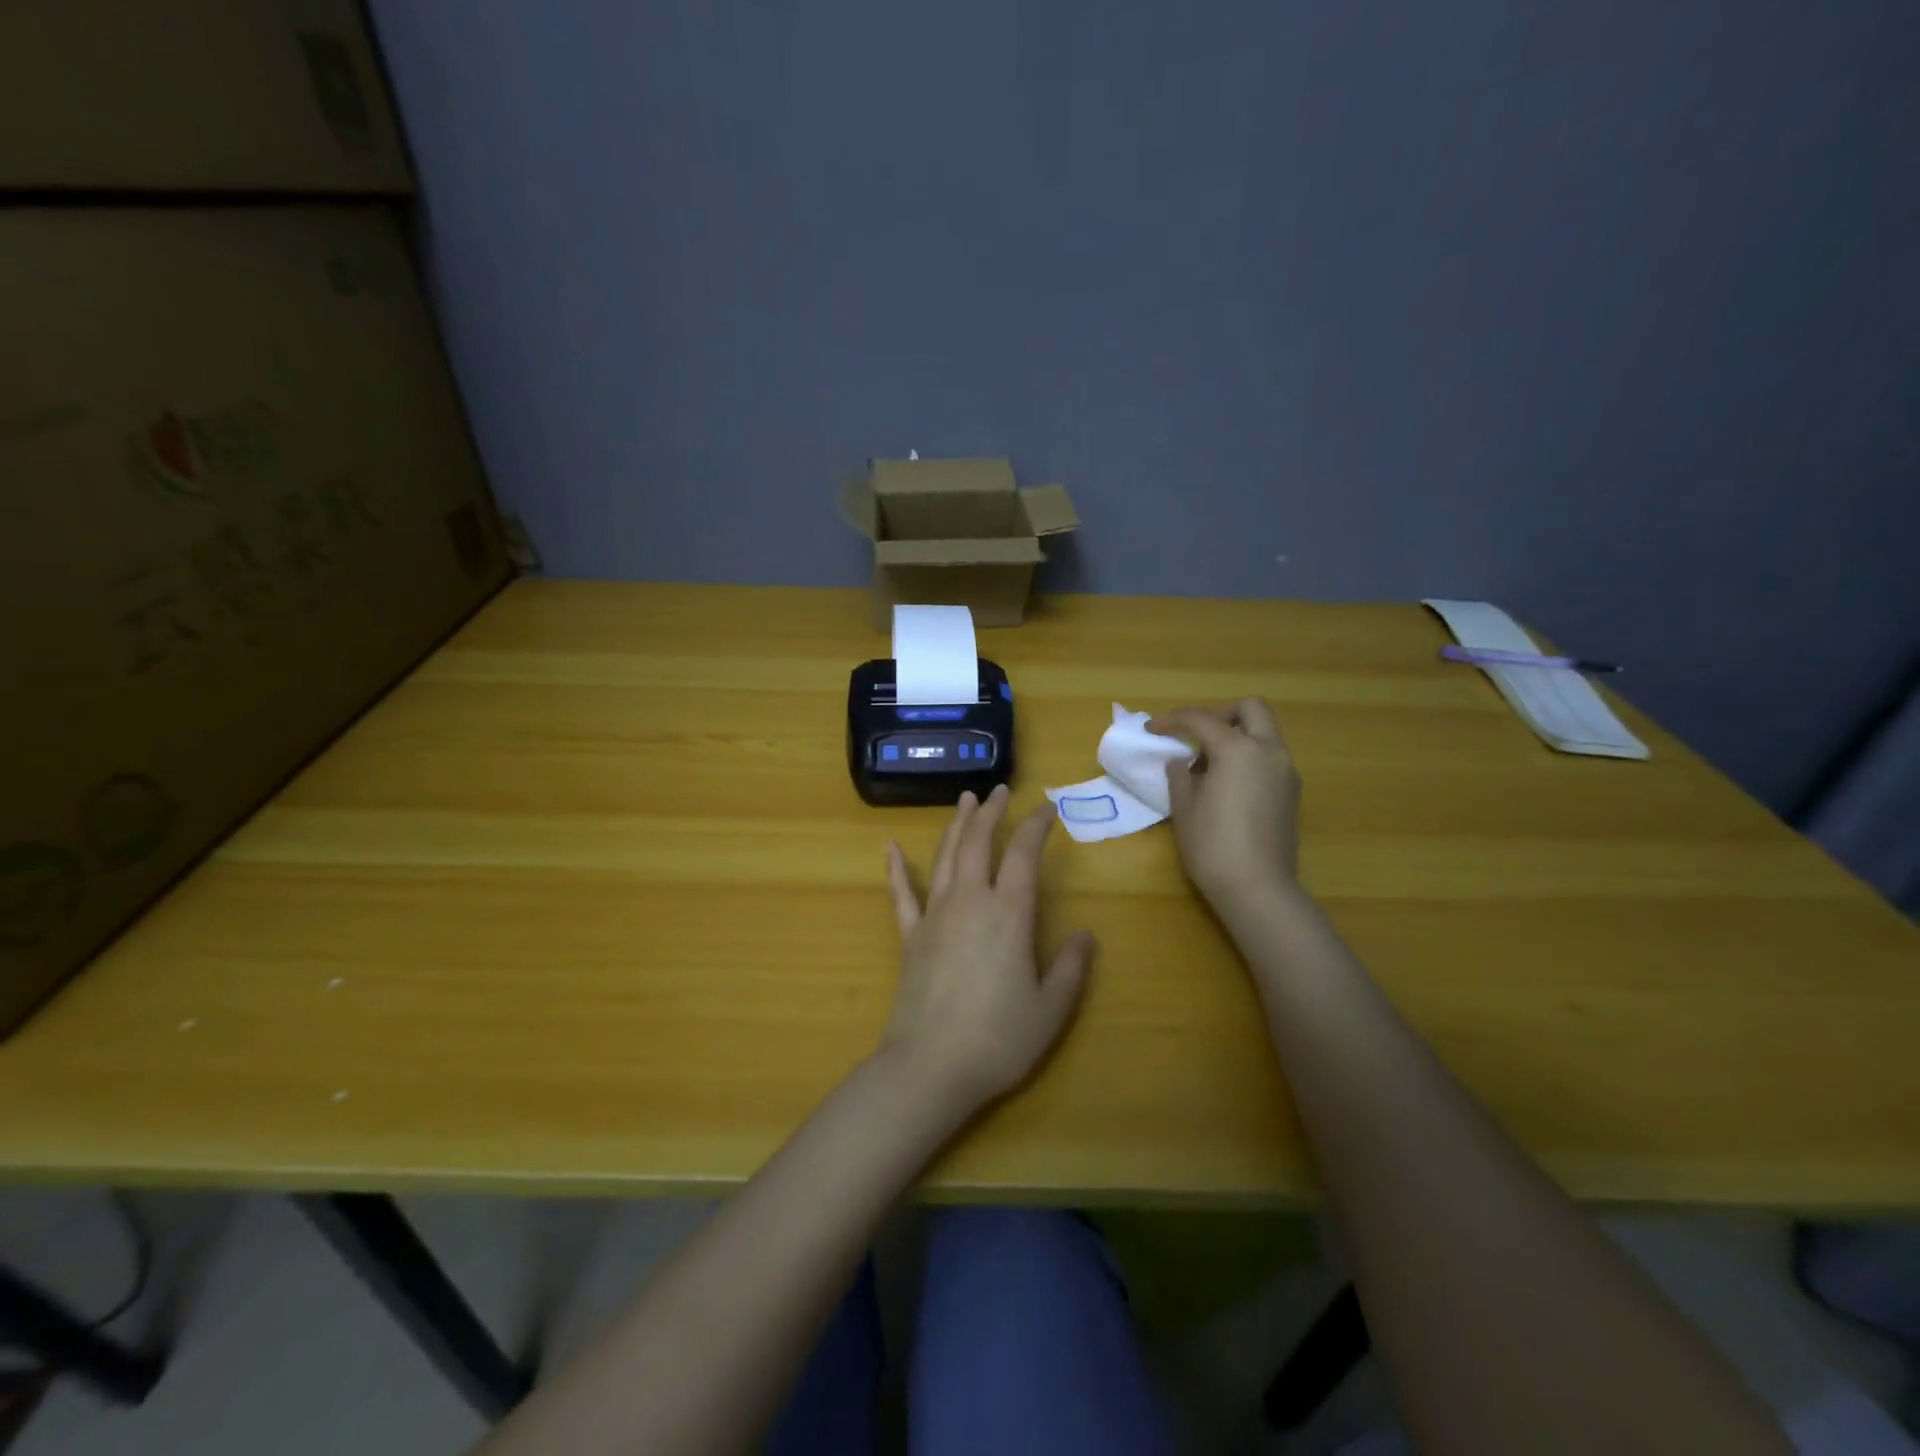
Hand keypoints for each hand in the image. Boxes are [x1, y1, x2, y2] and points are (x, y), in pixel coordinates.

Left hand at [880, 785, 1095, 1119]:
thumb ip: (1071, 968)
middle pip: (978, 843)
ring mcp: (934, 916)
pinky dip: (896, 868)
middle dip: (991, 813)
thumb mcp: (1050, 1009)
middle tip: (999, 791)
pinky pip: (901, 893)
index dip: (1036, 827)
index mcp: (1009, 914)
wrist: (930, 1067)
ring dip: (956, 826)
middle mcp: (970, 901)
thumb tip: (1085, 935)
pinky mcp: (910, 936)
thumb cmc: (998, 1039)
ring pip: (946, 857)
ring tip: (964, 800)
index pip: (1024, 855)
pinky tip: (890, 846)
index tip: (1047, 809)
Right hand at [1149, 699, 1302, 910]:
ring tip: (1206, 766)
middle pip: (1250, 709)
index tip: (1152, 729)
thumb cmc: (1212, 846)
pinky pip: (1269, 757)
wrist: (1258, 888)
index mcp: (1238, 749)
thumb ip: (1180, 775)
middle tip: (1195, 733)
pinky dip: (1248, 756)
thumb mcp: (1184, 807)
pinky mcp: (1292, 792)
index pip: (1201, 720)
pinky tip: (1226, 784)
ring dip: (1236, 736)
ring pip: (1264, 733)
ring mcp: (1286, 771)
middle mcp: (1268, 751)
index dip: (1172, 720)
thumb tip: (1182, 762)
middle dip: (1220, 713)